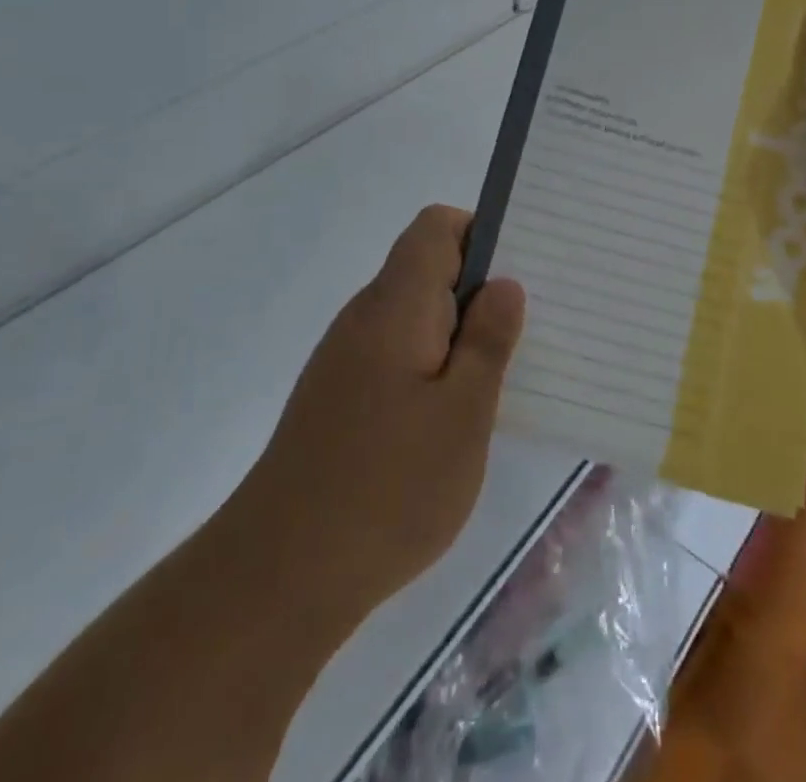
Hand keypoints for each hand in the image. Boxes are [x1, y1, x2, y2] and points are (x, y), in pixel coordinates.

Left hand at [229, 205, 524, 630]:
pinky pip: (398, 353)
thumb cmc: (387, 490)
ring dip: (458, 332)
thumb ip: (488, 341)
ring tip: (501, 376)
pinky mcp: (340, 397)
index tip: (519, 273)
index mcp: (396, 305)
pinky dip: (433, 365)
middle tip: (527, 330)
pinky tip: (454, 418)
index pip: (436, 228)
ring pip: (414, 315)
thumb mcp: (463, 414)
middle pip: (426, 268)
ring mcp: (347, 358)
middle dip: (479, 288)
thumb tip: (505, 284)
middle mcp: (366, 317)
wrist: (278, 577)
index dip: (480, 234)